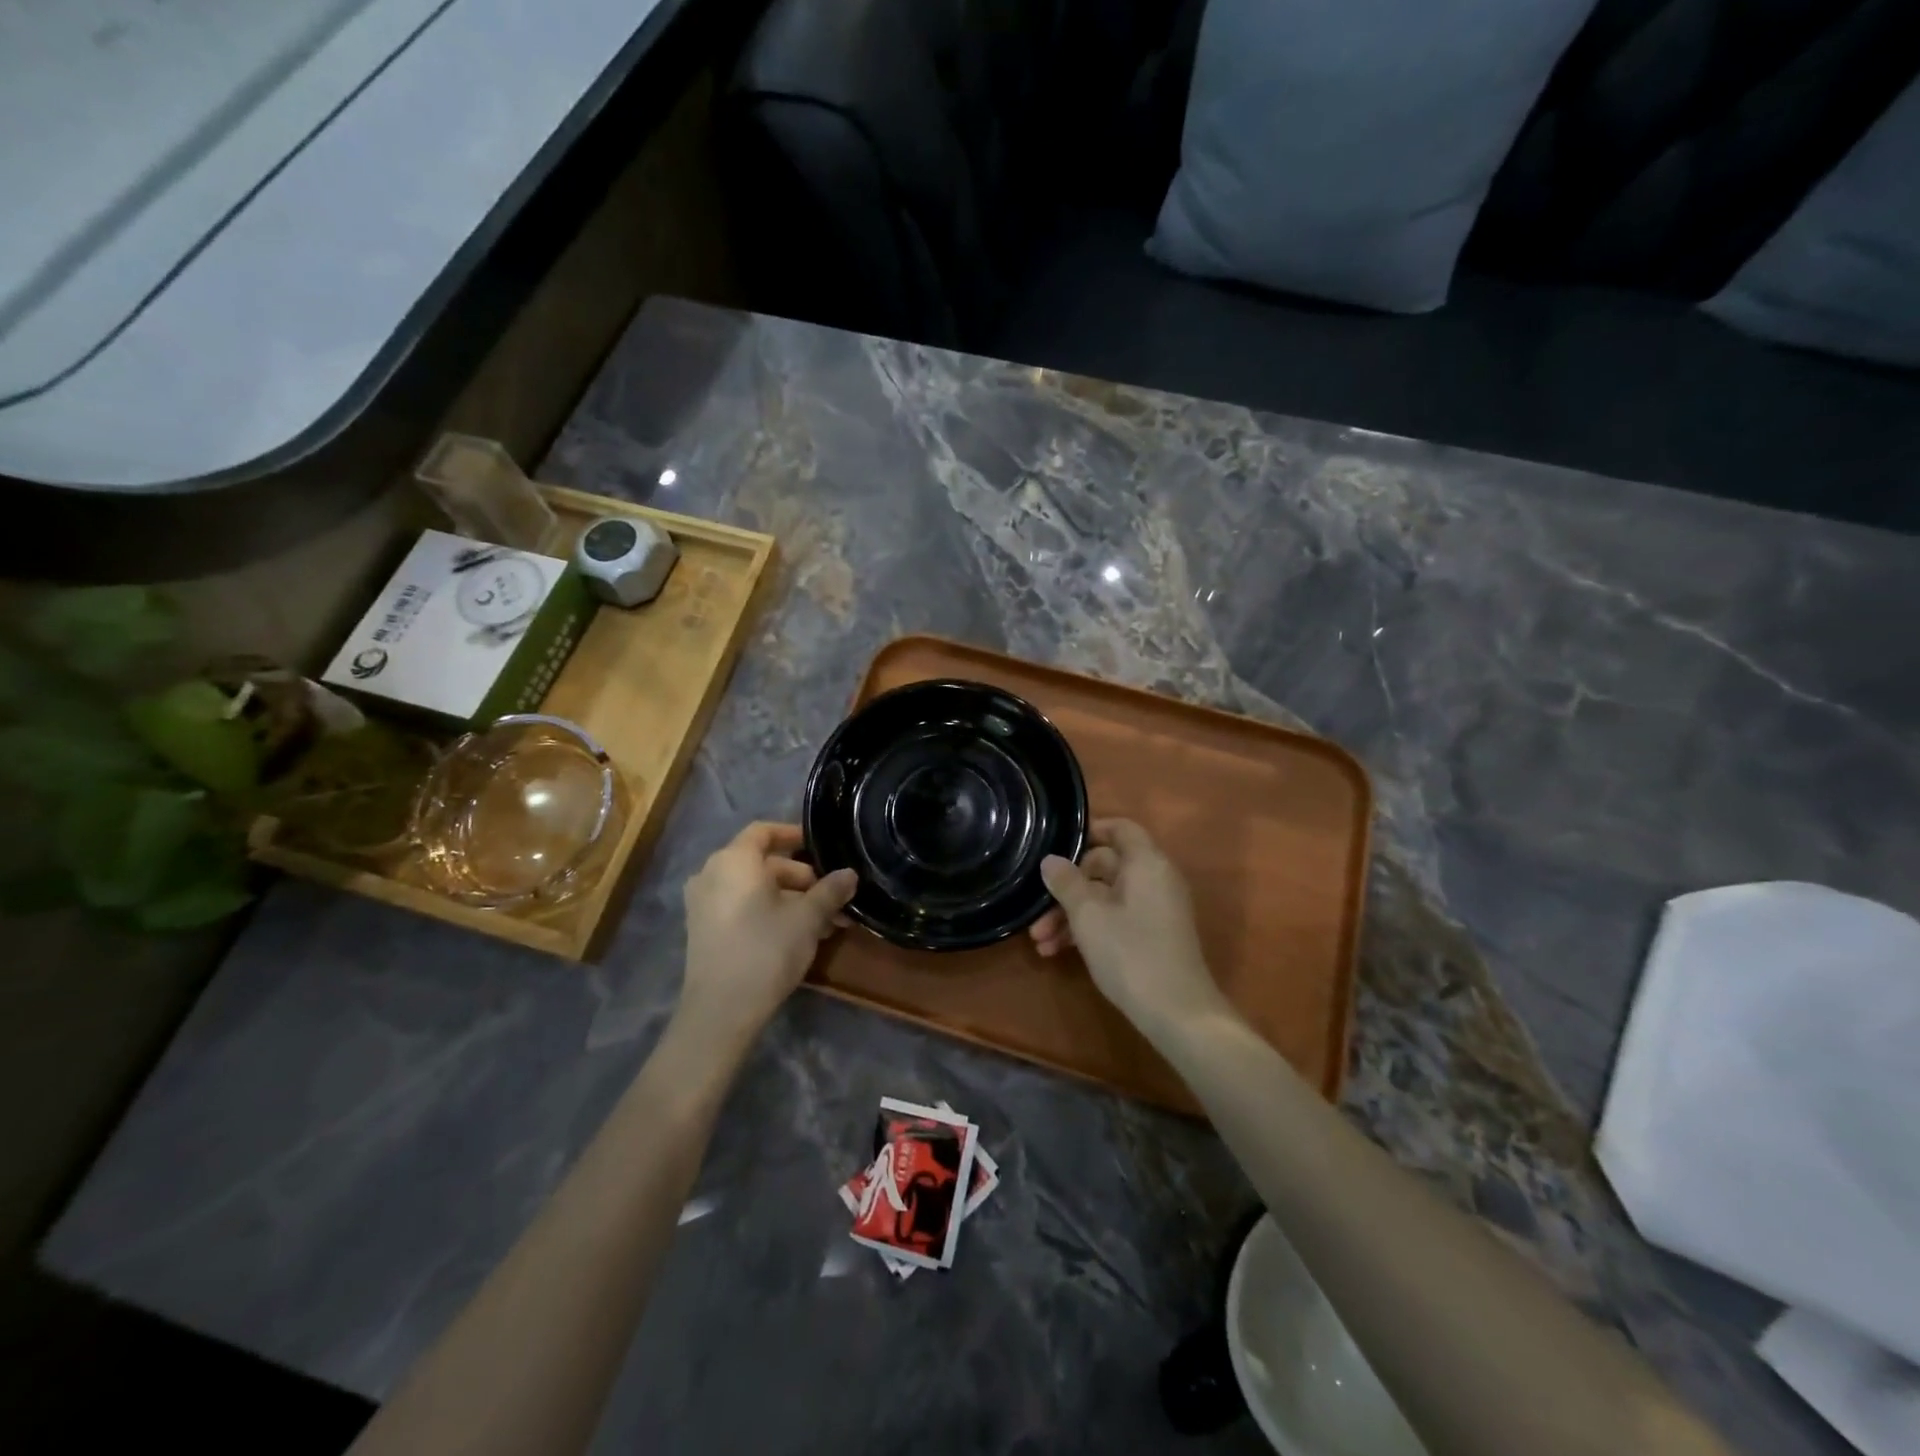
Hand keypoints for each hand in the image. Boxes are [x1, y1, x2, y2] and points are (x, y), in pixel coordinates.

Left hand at [679, 822, 856, 1045]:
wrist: (720, 1011)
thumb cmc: (766, 950)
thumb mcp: (807, 918)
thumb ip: (830, 891)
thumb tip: (850, 874)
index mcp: (733, 861)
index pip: (764, 831)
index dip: (793, 834)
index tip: (821, 845)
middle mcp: (712, 874)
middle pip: (763, 863)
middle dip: (803, 878)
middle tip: (834, 897)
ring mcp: (703, 904)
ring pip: (755, 889)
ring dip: (791, 899)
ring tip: (826, 922)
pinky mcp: (704, 930)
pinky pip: (742, 906)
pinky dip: (770, 911)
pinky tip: (801, 934)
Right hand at [1029, 819, 1226, 1031]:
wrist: (1178, 1014)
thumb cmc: (1130, 953)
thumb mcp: (1088, 916)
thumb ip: (1066, 883)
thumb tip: (1050, 860)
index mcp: (1146, 863)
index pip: (1120, 828)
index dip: (1090, 830)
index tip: (1057, 844)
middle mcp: (1154, 879)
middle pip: (1105, 867)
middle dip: (1067, 887)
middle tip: (1036, 910)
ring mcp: (1155, 910)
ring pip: (1105, 898)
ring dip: (1070, 915)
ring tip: (1039, 941)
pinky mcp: (1152, 936)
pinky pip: (1115, 919)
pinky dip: (1088, 929)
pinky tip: (1057, 952)